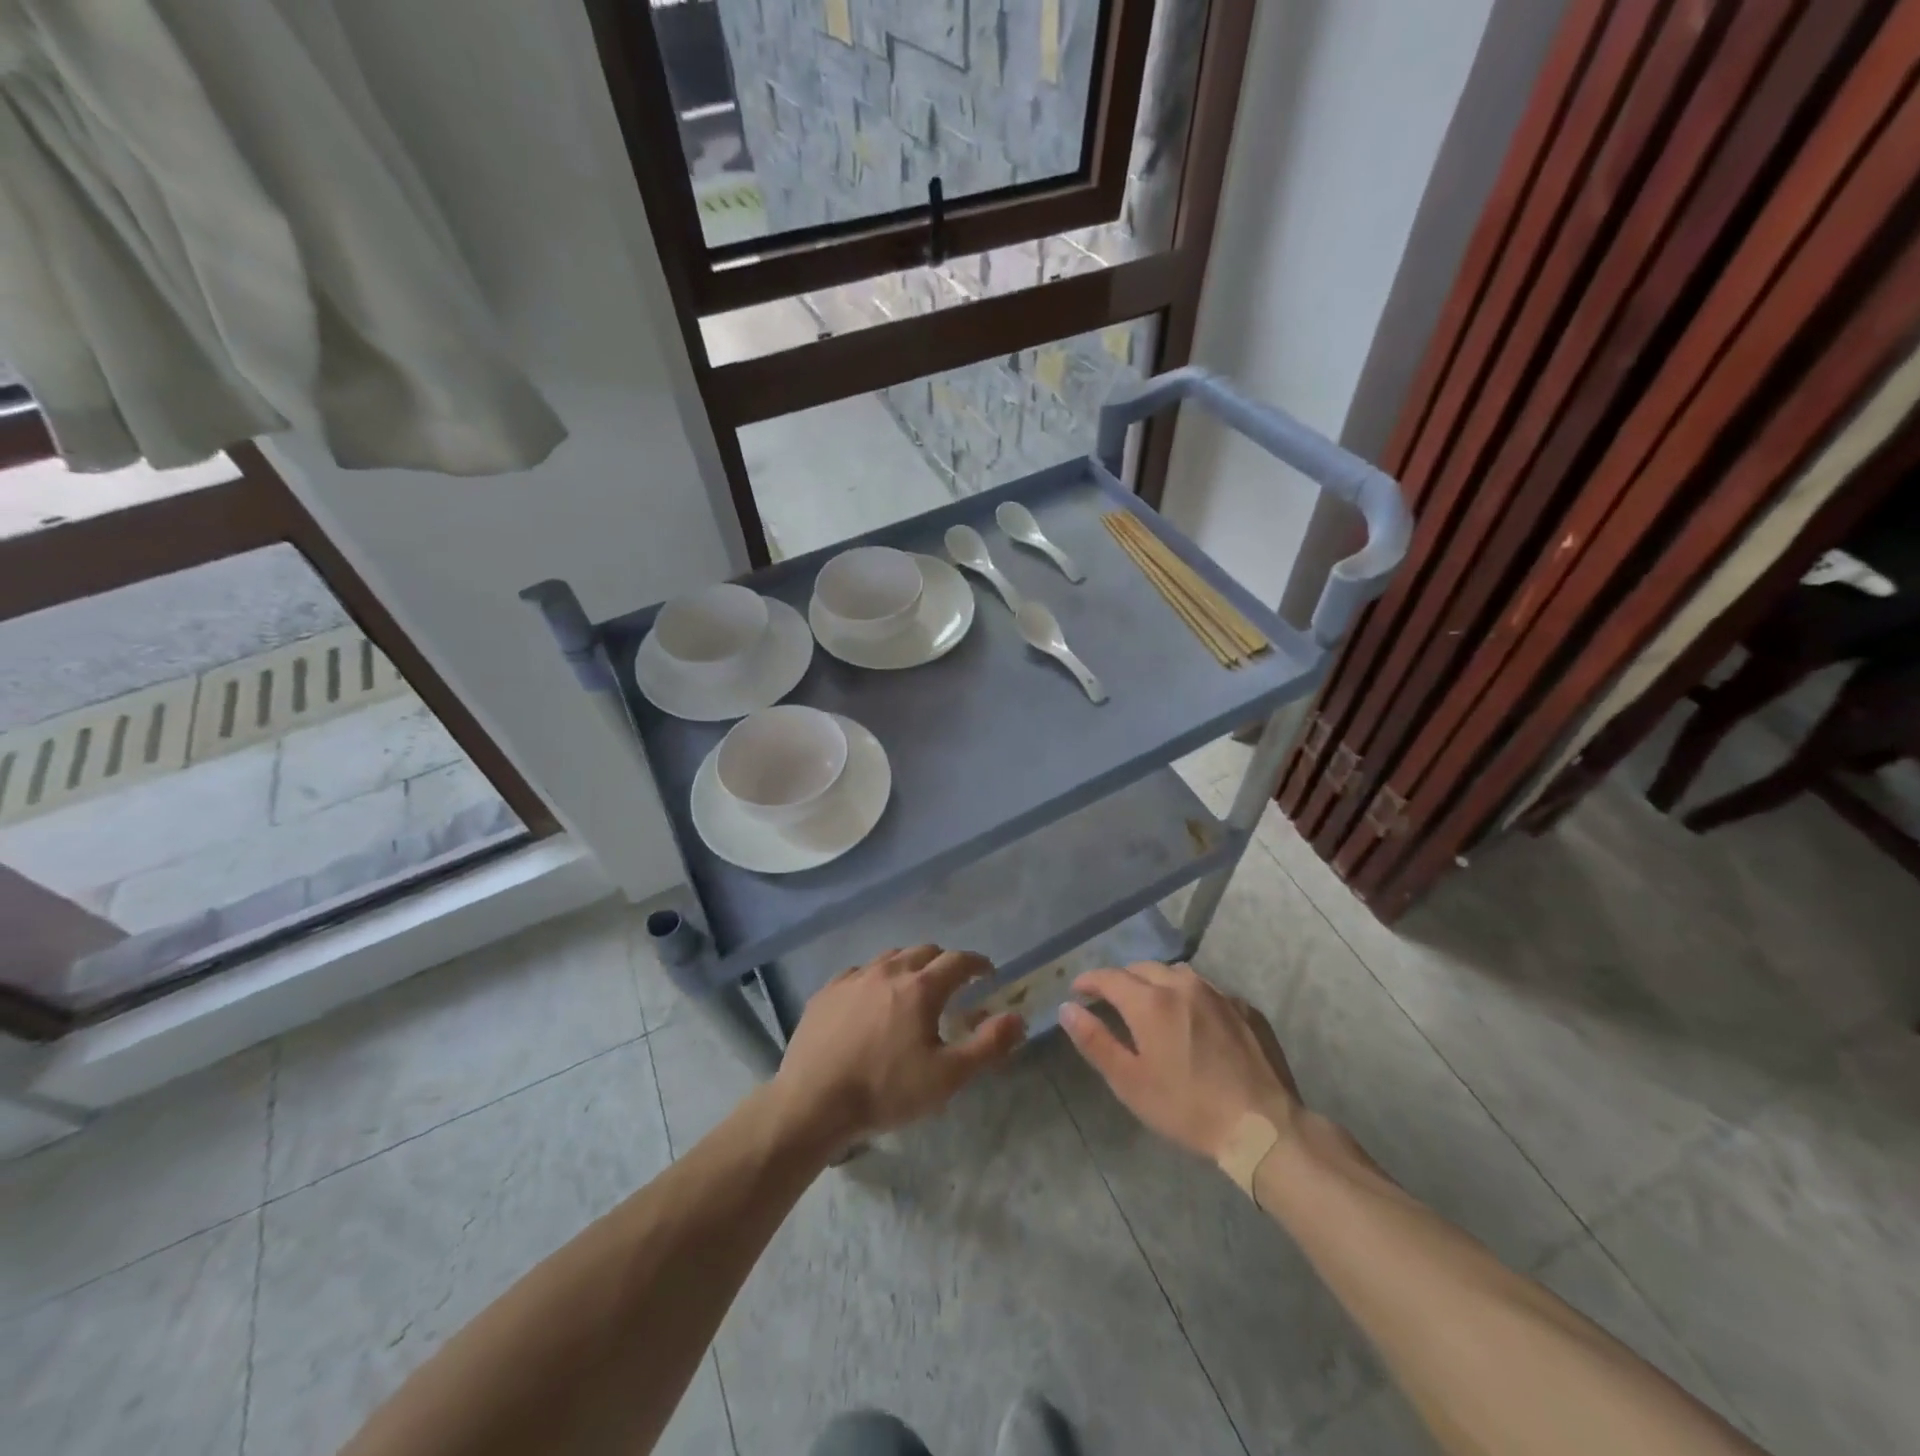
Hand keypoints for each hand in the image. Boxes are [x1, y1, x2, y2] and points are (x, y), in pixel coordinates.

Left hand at [771, 945, 1024, 1155]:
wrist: (813, 1102)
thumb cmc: (885, 1090)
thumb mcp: (947, 1077)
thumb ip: (988, 1045)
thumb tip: (1018, 1018)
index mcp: (921, 987)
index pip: (959, 961)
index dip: (978, 964)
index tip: (988, 973)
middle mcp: (888, 971)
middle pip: (924, 952)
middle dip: (945, 963)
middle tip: (953, 984)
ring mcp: (854, 978)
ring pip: (891, 958)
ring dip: (910, 966)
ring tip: (913, 989)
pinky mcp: (827, 991)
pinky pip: (859, 973)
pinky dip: (875, 979)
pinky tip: (871, 1001)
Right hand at [1059, 962, 1299, 1162]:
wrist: (1263, 1127)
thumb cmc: (1187, 1107)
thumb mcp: (1130, 1082)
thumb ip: (1095, 1040)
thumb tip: (1067, 1008)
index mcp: (1151, 1001)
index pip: (1109, 977)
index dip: (1089, 981)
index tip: (1077, 990)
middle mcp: (1183, 985)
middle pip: (1143, 969)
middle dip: (1122, 980)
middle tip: (1112, 1001)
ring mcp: (1219, 993)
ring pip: (1177, 974)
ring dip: (1157, 983)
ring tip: (1152, 1005)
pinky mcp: (1246, 1008)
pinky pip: (1208, 990)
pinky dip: (1191, 997)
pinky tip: (1194, 1021)